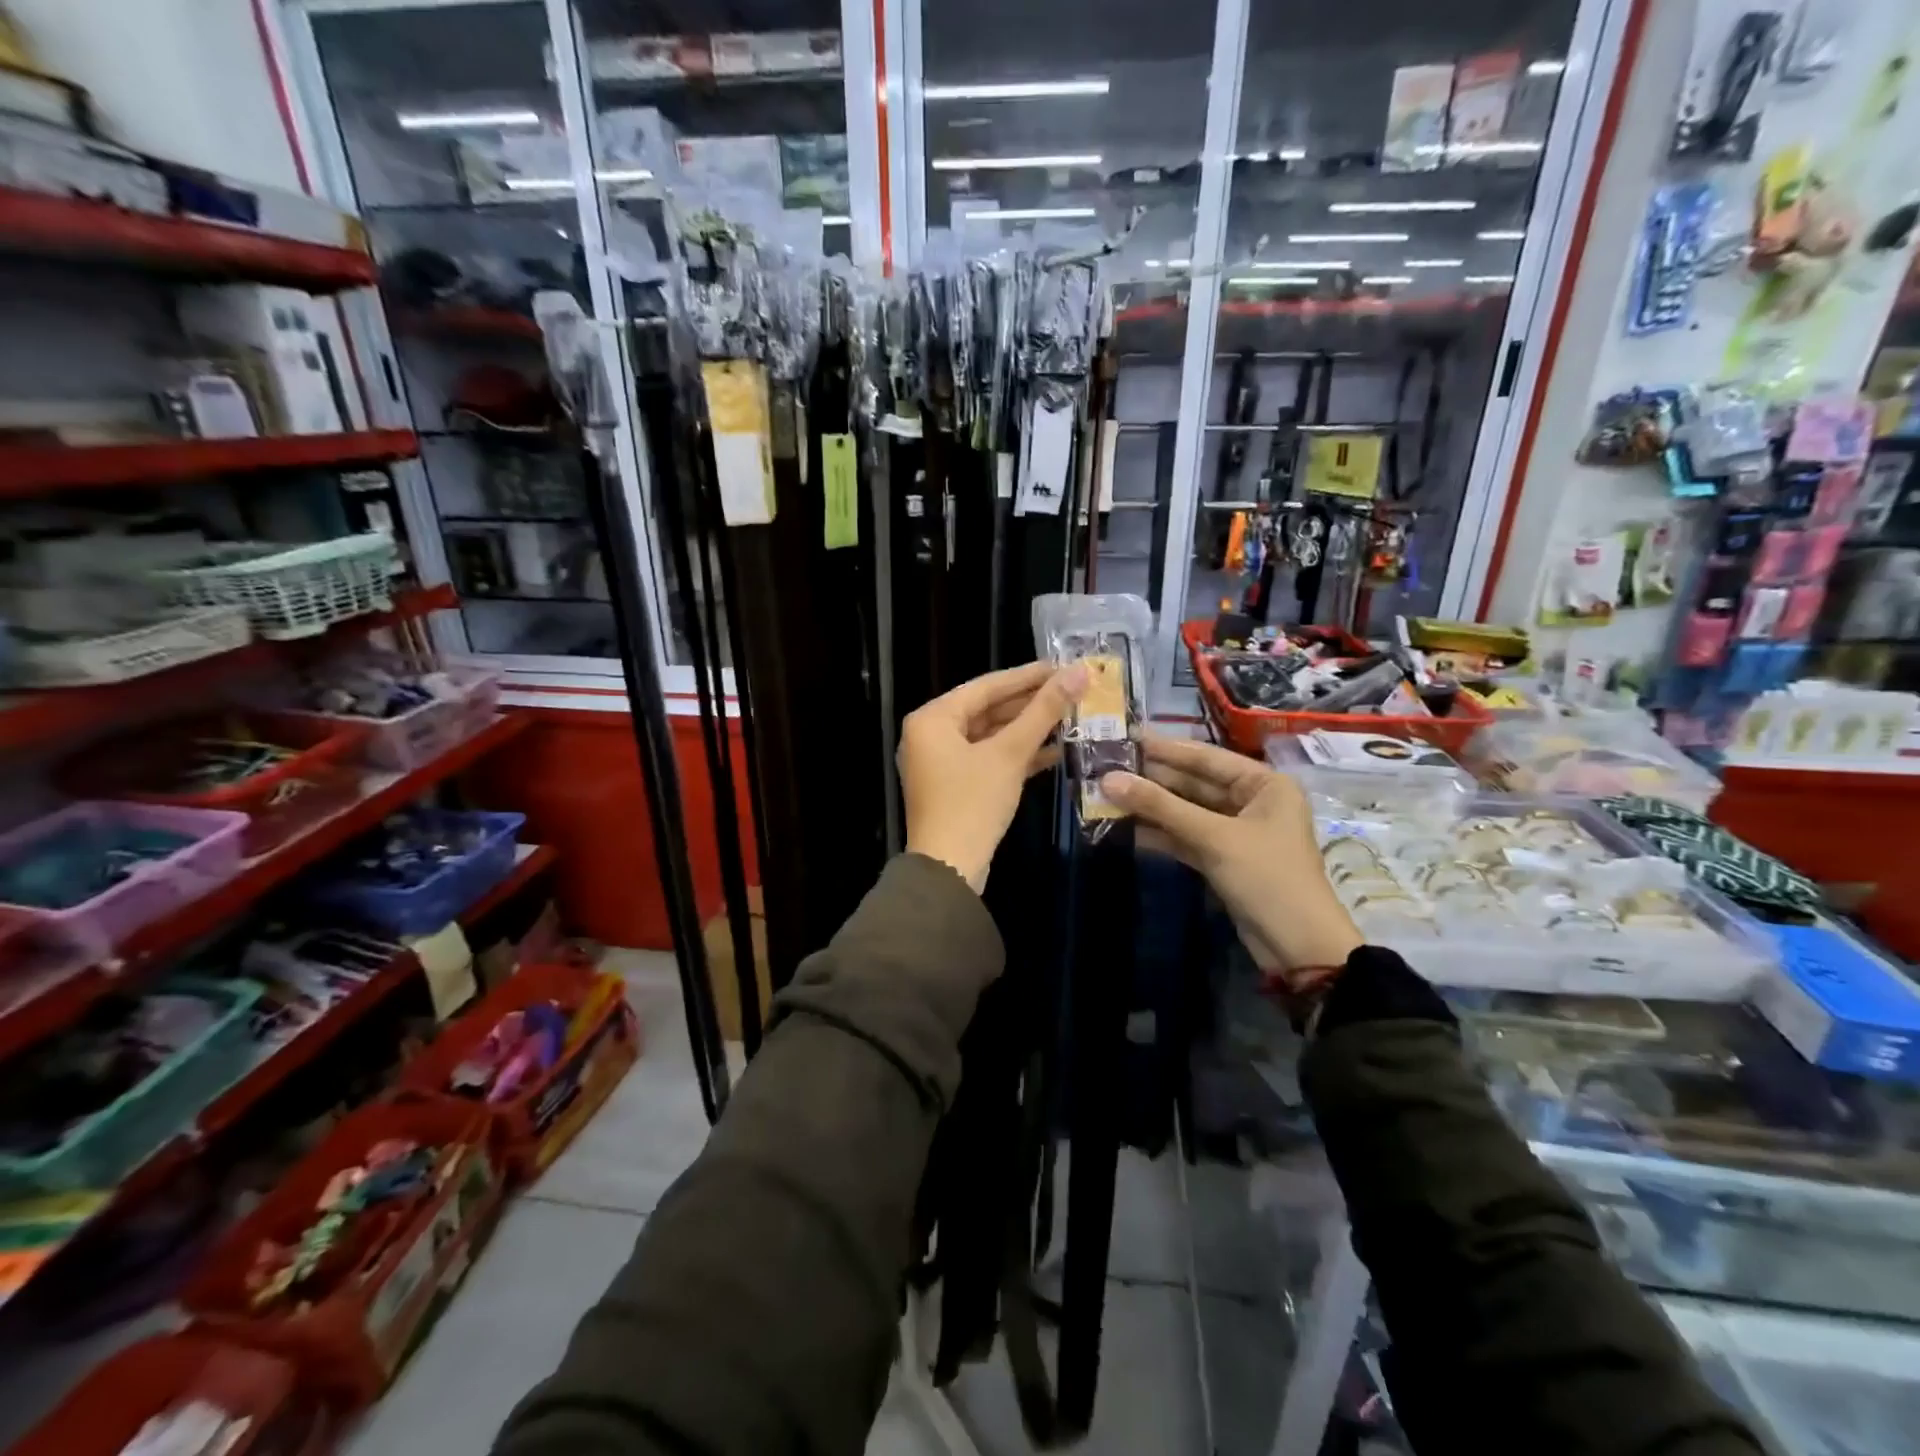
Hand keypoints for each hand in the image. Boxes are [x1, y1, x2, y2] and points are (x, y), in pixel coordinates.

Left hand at [900, 661, 1087, 891]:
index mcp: (932, 719)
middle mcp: (930, 735)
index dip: (1028, 676)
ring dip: (1028, 730)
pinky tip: (1056, 751)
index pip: (986, 686)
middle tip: (1073, 690)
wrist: (949, 870)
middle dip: (1031, 704)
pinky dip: (1017, 756)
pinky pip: (988, 759)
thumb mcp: (1010, 754)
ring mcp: (941, 762)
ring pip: (990, 736)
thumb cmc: (973, 803)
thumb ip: (1043, 711)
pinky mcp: (956, 786)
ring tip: (1071, 717)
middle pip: (988, 709)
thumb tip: (1079, 672)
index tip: (1064, 666)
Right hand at [1100, 735, 1361, 984]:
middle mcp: (1252, 801)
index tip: (1124, 737)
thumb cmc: (1266, 878)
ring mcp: (1236, 832)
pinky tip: (1125, 828)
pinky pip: (1186, 838)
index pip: (1206, 757)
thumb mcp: (1214, 837)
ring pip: (1186, 812)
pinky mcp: (1223, 860)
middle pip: (1194, 784)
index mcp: (1264, 784)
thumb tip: (1108, 780)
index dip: (1164, 748)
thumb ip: (1160, 807)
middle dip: (1152, 780)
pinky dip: (1160, 834)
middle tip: (1106, 767)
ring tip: (1106, 796)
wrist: (1298, 948)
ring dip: (1151, 808)